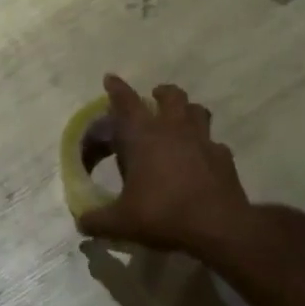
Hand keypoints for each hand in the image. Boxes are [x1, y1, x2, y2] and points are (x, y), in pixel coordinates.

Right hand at [75, 75, 254, 255]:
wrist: (219, 227)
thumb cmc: (163, 215)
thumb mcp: (121, 223)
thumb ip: (96, 221)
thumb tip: (81, 222)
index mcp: (143, 137)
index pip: (126, 102)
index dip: (116, 89)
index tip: (111, 78)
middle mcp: (173, 130)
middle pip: (170, 96)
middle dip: (160, 93)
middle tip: (153, 97)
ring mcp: (203, 141)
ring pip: (197, 110)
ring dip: (187, 111)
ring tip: (180, 120)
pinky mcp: (223, 158)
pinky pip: (214, 143)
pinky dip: (205, 146)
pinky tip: (201, 159)